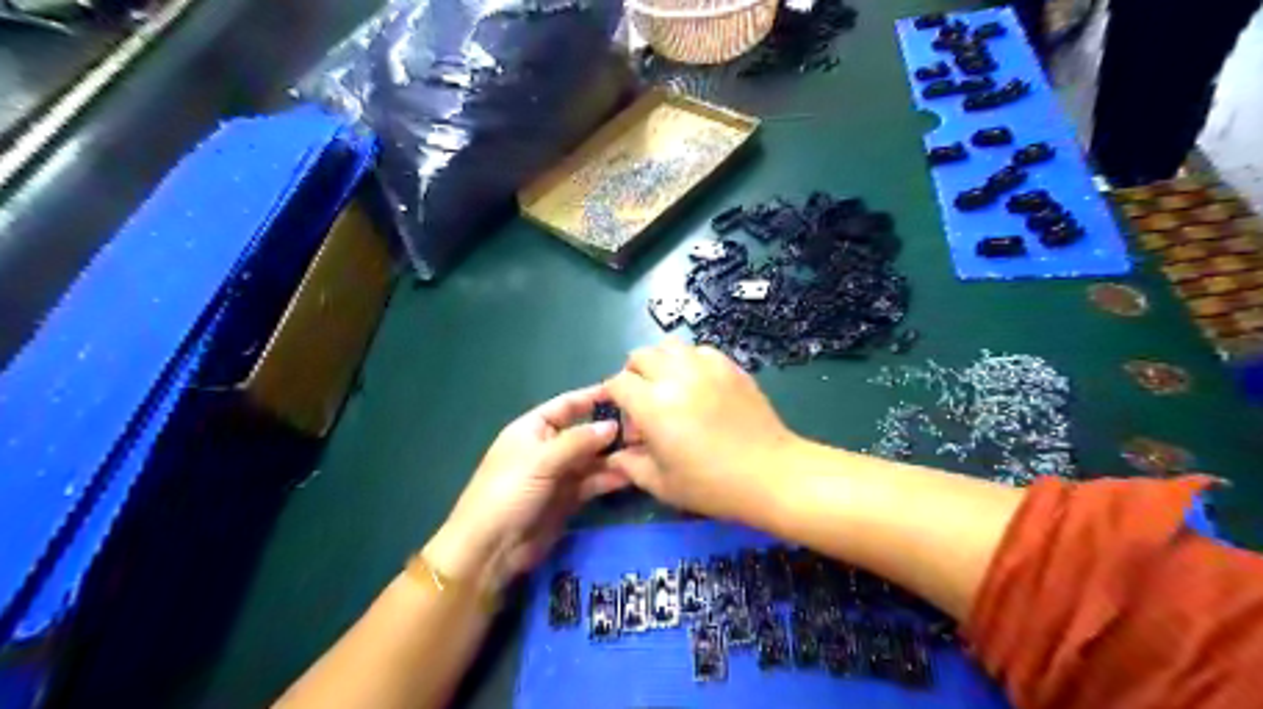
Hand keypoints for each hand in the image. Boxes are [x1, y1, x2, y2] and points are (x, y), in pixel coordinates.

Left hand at [427, 384, 628, 588]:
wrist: (489, 550)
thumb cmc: (508, 493)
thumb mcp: (540, 461)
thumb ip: (578, 442)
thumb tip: (613, 426)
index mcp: (533, 429)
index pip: (567, 405)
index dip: (592, 397)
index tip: (624, 390)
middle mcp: (548, 448)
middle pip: (584, 432)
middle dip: (611, 430)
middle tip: (646, 426)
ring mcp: (559, 475)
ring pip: (593, 459)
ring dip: (615, 455)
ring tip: (647, 450)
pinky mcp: (569, 499)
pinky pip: (594, 482)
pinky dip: (611, 478)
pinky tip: (634, 474)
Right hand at [600, 340, 796, 516]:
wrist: (771, 473)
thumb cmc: (712, 485)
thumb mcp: (663, 484)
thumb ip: (631, 465)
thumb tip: (615, 455)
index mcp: (653, 405)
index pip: (618, 382)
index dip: (613, 396)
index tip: (622, 415)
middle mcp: (676, 376)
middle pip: (641, 355)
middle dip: (633, 375)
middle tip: (643, 401)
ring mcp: (706, 367)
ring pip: (670, 346)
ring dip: (661, 363)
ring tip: (670, 388)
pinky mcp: (730, 366)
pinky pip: (700, 351)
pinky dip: (690, 362)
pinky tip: (699, 386)